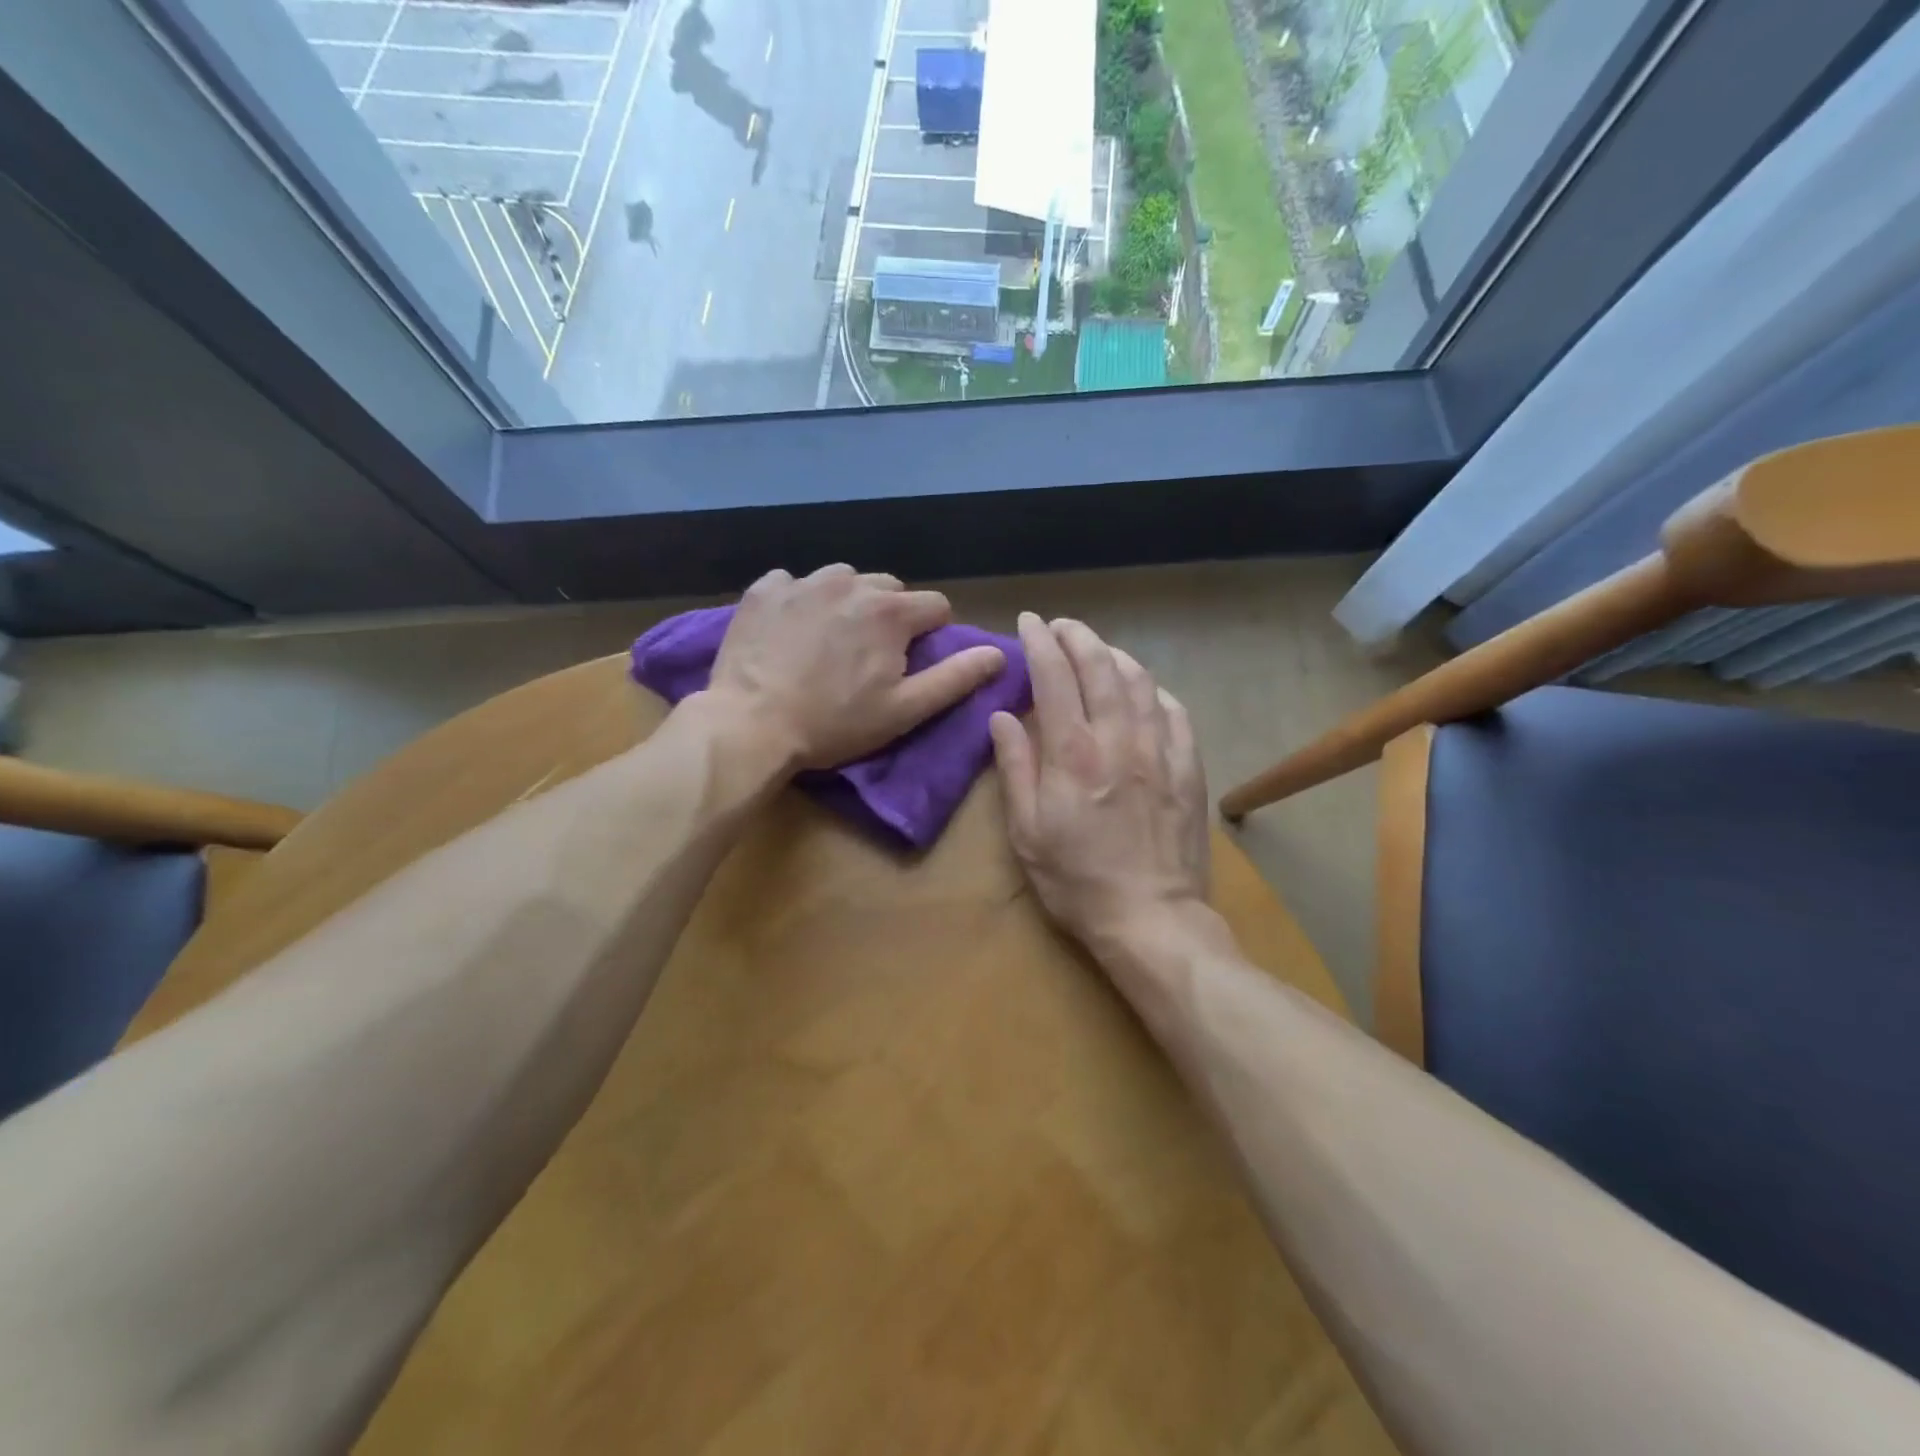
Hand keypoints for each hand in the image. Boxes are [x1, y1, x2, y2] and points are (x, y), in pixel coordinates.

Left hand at [708, 566, 1005, 771]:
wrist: (751, 724)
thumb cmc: (834, 723)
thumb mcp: (904, 710)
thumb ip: (955, 678)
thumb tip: (1000, 653)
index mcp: (891, 611)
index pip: (935, 606)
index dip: (932, 633)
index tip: (913, 660)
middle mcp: (851, 583)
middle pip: (890, 589)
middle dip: (890, 616)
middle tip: (870, 655)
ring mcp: (803, 581)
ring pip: (844, 580)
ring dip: (847, 603)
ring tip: (830, 640)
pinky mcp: (764, 589)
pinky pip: (794, 582)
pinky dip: (800, 600)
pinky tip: (791, 630)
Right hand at [989, 614, 1209, 956]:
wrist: (1150, 917)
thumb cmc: (1076, 879)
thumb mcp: (1026, 831)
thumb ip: (1015, 767)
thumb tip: (1003, 716)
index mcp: (1073, 753)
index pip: (1054, 676)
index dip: (1040, 642)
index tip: (1029, 622)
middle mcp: (1118, 738)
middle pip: (1100, 666)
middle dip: (1078, 636)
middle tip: (1062, 626)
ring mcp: (1160, 750)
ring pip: (1140, 681)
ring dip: (1116, 655)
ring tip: (1098, 650)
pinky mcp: (1189, 768)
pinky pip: (1174, 711)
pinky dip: (1153, 690)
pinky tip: (1143, 691)